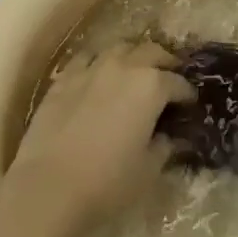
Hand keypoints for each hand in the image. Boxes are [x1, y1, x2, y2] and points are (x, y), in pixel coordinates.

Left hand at [4, 40, 193, 232]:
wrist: (48, 188)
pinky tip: (98, 76)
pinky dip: (98, 63)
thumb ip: (164, 147)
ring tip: (135, 72)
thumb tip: (170, 138)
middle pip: (151, 52)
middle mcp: (124, 67)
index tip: (190, 104)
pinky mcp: (64, 78)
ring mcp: (91, 68)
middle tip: (169, 78)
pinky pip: (87, 59)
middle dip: (164, 63)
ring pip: (119, 48)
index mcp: (151, 86)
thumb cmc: (107, 182)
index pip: (178, 82)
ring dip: (132, 56)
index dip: (187, 93)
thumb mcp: (148, 170)